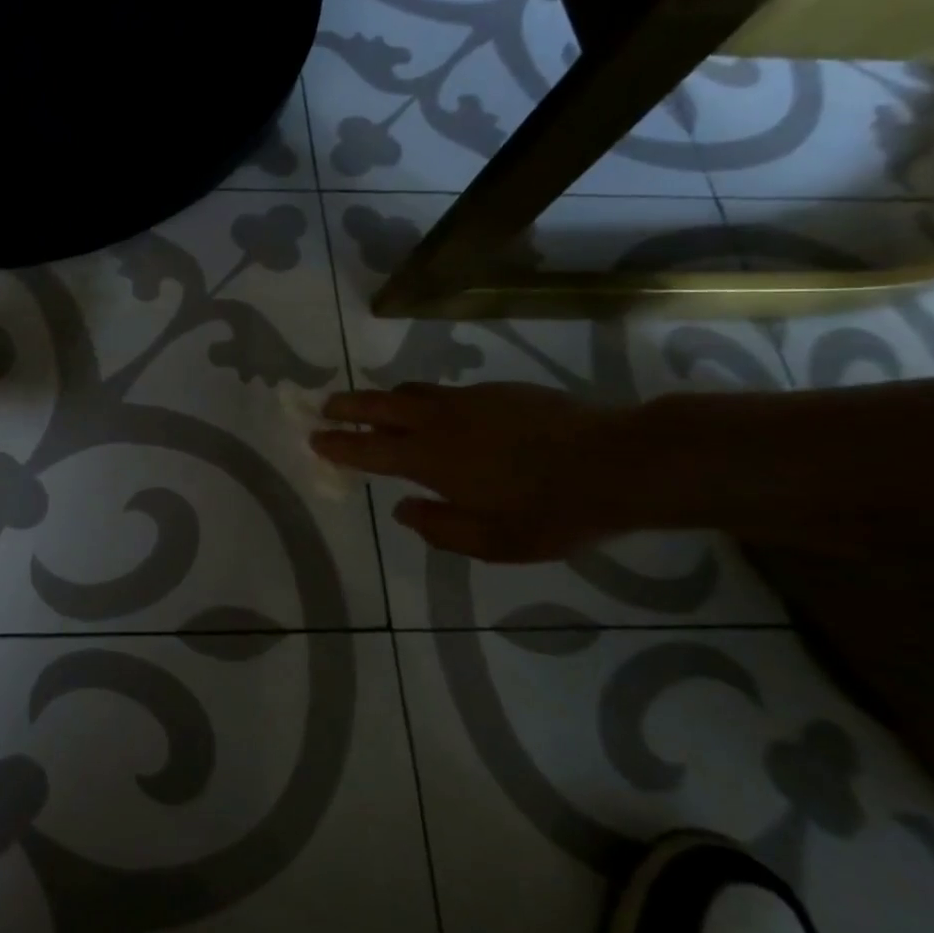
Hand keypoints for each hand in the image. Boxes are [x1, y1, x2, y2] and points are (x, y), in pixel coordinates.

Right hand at [310, 383, 620, 561]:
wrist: (620, 462)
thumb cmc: (553, 511)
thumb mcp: (494, 542)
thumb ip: (439, 528)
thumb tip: (403, 510)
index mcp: (430, 459)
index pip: (368, 448)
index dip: (337, 444)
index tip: (314, 439)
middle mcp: (439, 422)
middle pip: (377, 405)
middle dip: (346, 406)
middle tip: (324, 407)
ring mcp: (467, 399)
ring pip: (410, 392)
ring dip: (384, 399)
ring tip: (375, 409)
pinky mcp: (495, 389)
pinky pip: (445, 392)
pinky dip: (425, 401)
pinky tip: (441, 416)